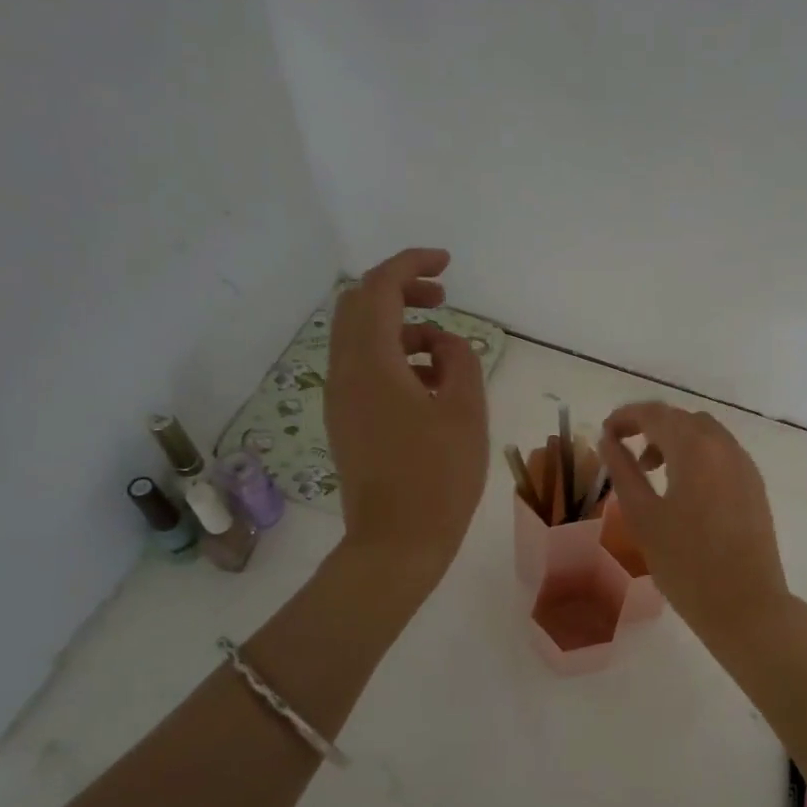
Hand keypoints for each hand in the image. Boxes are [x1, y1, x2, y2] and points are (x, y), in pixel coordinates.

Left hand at [326, 248, 487, 574]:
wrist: (397, 543)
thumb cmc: (439, 477)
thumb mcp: (465, 411)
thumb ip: (459, 360)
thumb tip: (445, 343)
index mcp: (372, 364)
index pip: (379, 290)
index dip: (410, 264)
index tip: (447, 263)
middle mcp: (345, 373)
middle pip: (359, 307)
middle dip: (400, 291)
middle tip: (442, 297)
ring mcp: (341, 399)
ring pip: (360, 338)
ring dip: (399, 327)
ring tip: (445, 349)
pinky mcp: (346, 422)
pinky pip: (363, 369)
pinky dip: (393, 357)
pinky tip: (429, 384)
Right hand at [598, 402, 793, 651]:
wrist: (746, 605)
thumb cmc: (686, 563)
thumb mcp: (643, 516)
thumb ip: (623, 471)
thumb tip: (609, 441)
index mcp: (695, 448)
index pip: (655, 414)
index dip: (626, 417)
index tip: (605, 433)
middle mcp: (724, 446)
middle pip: (682, 419)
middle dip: (650, 427)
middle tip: (624, 452)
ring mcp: (745, 465)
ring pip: (705, 434)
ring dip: (675, 440)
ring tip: (653, 472)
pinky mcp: (755, 485)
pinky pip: (722, 453)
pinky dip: (697, 456)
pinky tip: (684, 489)